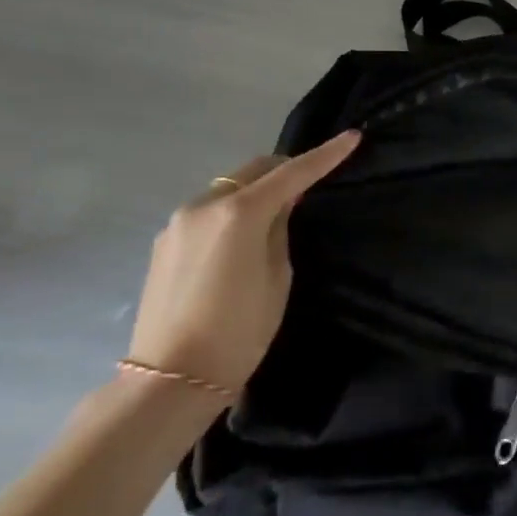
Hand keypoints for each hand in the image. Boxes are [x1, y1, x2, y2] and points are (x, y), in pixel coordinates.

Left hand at [127, 130, 362, 393]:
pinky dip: (232, 210)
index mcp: (239, 213)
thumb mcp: (278, 274)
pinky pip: (208, 210)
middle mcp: (203, 206)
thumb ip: (280, 228)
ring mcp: (177, 224)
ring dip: (256, 190)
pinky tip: (241, 237)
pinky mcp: (163, 243)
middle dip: (286, 169)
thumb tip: (280, 204)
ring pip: (228, 188)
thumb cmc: (240, 329)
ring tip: (276, 214)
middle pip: (254, 170)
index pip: (293, 173)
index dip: (326, 155)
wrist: (171, 378)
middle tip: (312, 182)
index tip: (352, 137)